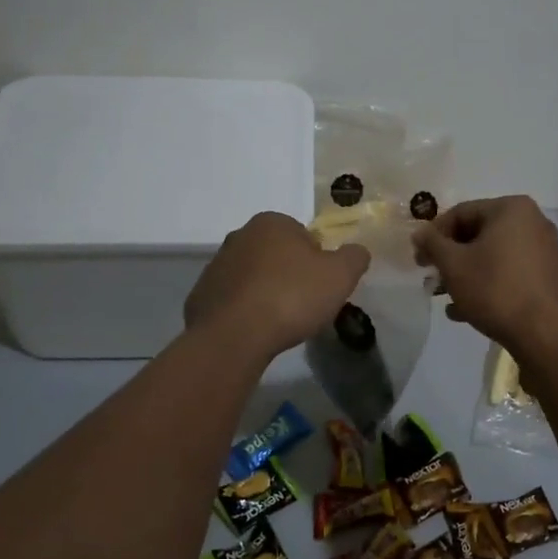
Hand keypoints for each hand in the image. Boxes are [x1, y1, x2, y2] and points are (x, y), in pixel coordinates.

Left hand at [186, 214, 369, 358]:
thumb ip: (354, 257)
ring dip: (267, 292)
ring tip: (280, 322)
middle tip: (304, 304)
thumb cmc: (292, 296)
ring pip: (254, 277)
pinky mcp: (201, 296)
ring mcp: (216, 265)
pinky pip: (233, 300)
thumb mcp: (341, 275)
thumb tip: (356, 251)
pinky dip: (245, 312)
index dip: (318, 261)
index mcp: (272, 222)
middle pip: (277, 254)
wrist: (234, 336)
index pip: (304, 236)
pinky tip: (256, 331)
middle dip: (290, 274)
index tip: (321, 286)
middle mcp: (240, 235)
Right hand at [412, 196, 557, 355]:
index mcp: (512, 208)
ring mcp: (544, 250)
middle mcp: (533, 222)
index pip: (461, 213)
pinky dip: (488, 284)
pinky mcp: (548, 276)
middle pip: (478, 234)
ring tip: (445, 298)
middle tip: (431, 278)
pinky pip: (510, 272)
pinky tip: (466, 311)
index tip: (419, 259)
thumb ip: (432, 244)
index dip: (434, 235)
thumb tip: (420, 233)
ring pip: (493, 256)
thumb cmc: (495, 289)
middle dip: (451, 258)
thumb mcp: (454, 265)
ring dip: (466, 274)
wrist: (544, 334)